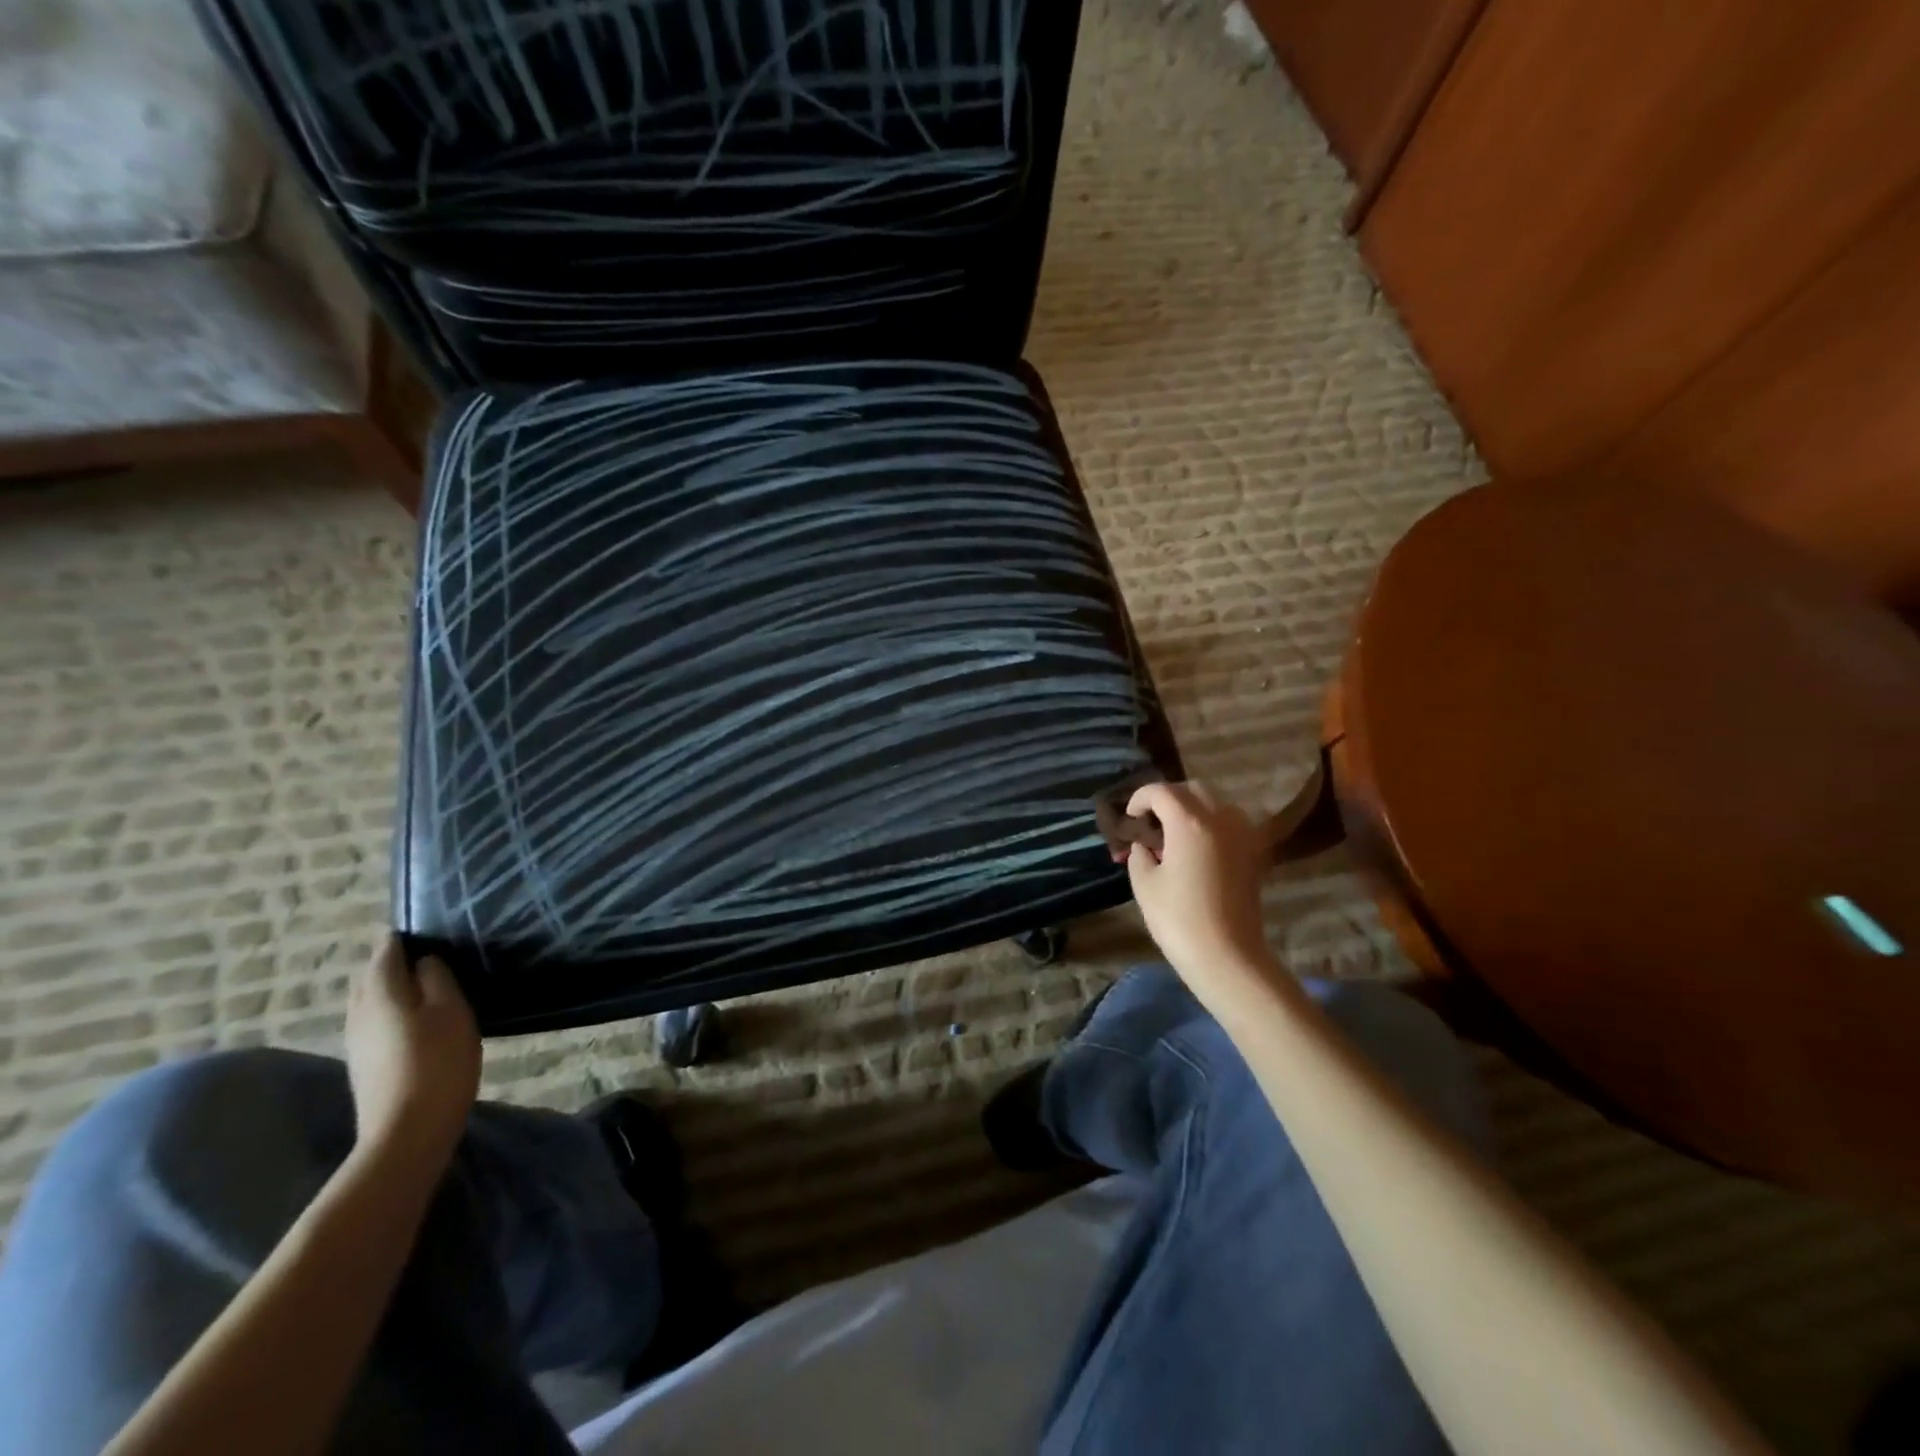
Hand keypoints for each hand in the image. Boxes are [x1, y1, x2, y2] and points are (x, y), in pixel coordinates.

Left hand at [345, 936, 480, 1163]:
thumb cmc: (438, 1061)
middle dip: (391, 962)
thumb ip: (437, 979)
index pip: (385, 952)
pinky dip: (390, 1010)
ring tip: (423, 984)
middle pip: (369, 976)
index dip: (402, 938)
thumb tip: (424, 961)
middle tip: (425, 956)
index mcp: (381, 993)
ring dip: (390, 988)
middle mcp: (359, 1012)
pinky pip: (373, 1022)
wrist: (407, 1133)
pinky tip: (413, 1019)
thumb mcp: (452, 1010)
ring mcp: (356, 1042)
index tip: (425, 930)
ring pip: (368, 1001)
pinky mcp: (363, 1064)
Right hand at [1124, 782, 1281, 1006]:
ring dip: (1192, 810)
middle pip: (1192, 790)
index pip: (1161, 791)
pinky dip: (1211, 826)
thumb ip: (1140, 854)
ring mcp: (1243, 834)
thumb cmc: (1179, 919)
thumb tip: (1145, 845)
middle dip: (1168, 799)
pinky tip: (1196, 850)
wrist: (1227, 956)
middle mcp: (1221, 818)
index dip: (1140, 798)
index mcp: (1190, 821)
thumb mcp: (1144, 883)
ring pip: (1215, 804)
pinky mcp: (1254, 853)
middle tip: (1150, 822)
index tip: (1129, 817)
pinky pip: (1230, 824)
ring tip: (1174, 835)